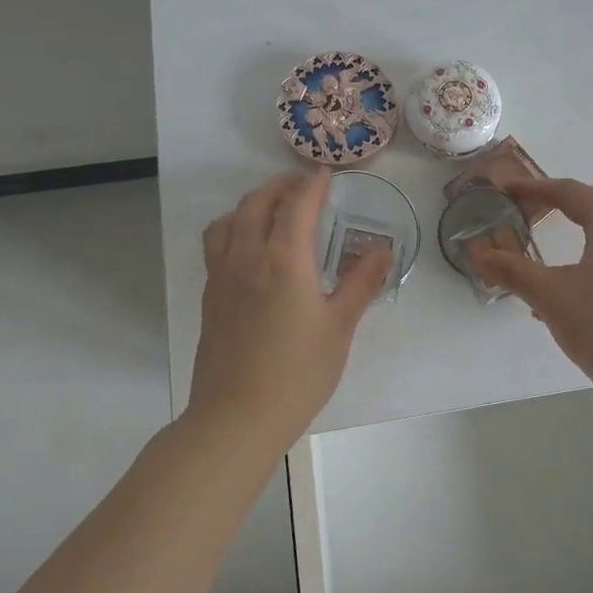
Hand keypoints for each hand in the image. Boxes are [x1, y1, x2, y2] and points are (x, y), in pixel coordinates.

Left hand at [188, 169, 391, 439]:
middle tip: (303, 188)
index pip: (297, 205)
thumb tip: (383, 251)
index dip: (312, 184)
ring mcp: (222, 276)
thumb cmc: (297, 373)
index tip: (326, 174)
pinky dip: (232, 228)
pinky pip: (216, 244)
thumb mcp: (339, 328)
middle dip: (280, 186)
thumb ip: (361, 284)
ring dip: (251, 204)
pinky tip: (248, 249)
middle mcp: (248, 257)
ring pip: (229, 220)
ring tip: (271, 210)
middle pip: (257, 203)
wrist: (236, 417)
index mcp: (285, 260)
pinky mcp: (209, 297)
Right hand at [474, 178, 592, 391]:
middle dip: (557, 203)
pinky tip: (563, 285)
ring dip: (574, 228)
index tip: (505, 190)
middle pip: (592, 203)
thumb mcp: (550, 295)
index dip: (534, 189)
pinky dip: (587, 253)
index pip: (569, 192)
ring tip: (544, 239)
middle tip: (524, 209)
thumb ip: (513, 271)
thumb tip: (478, 254)